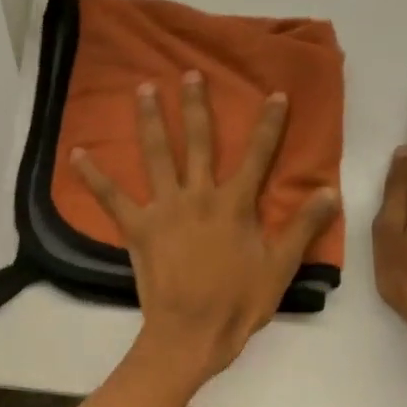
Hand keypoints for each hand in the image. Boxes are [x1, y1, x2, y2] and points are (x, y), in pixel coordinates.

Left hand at [73, 73, 338, 382]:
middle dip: (196, 105)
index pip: (258, 155)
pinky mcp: (137, 228)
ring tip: (143, 89)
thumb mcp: (280, 267)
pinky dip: (93, 175)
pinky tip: (76, 153)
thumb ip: (304, 227)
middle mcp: (199, 196)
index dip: (269, 124)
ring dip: (150, 119)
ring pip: (157, 154)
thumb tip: (330, 191)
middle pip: (199, 141)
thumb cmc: (238, 304)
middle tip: (190, 73)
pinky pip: (111, 197)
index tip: (276, 94)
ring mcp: (165, 209)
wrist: (192, 334)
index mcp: (236, 204)